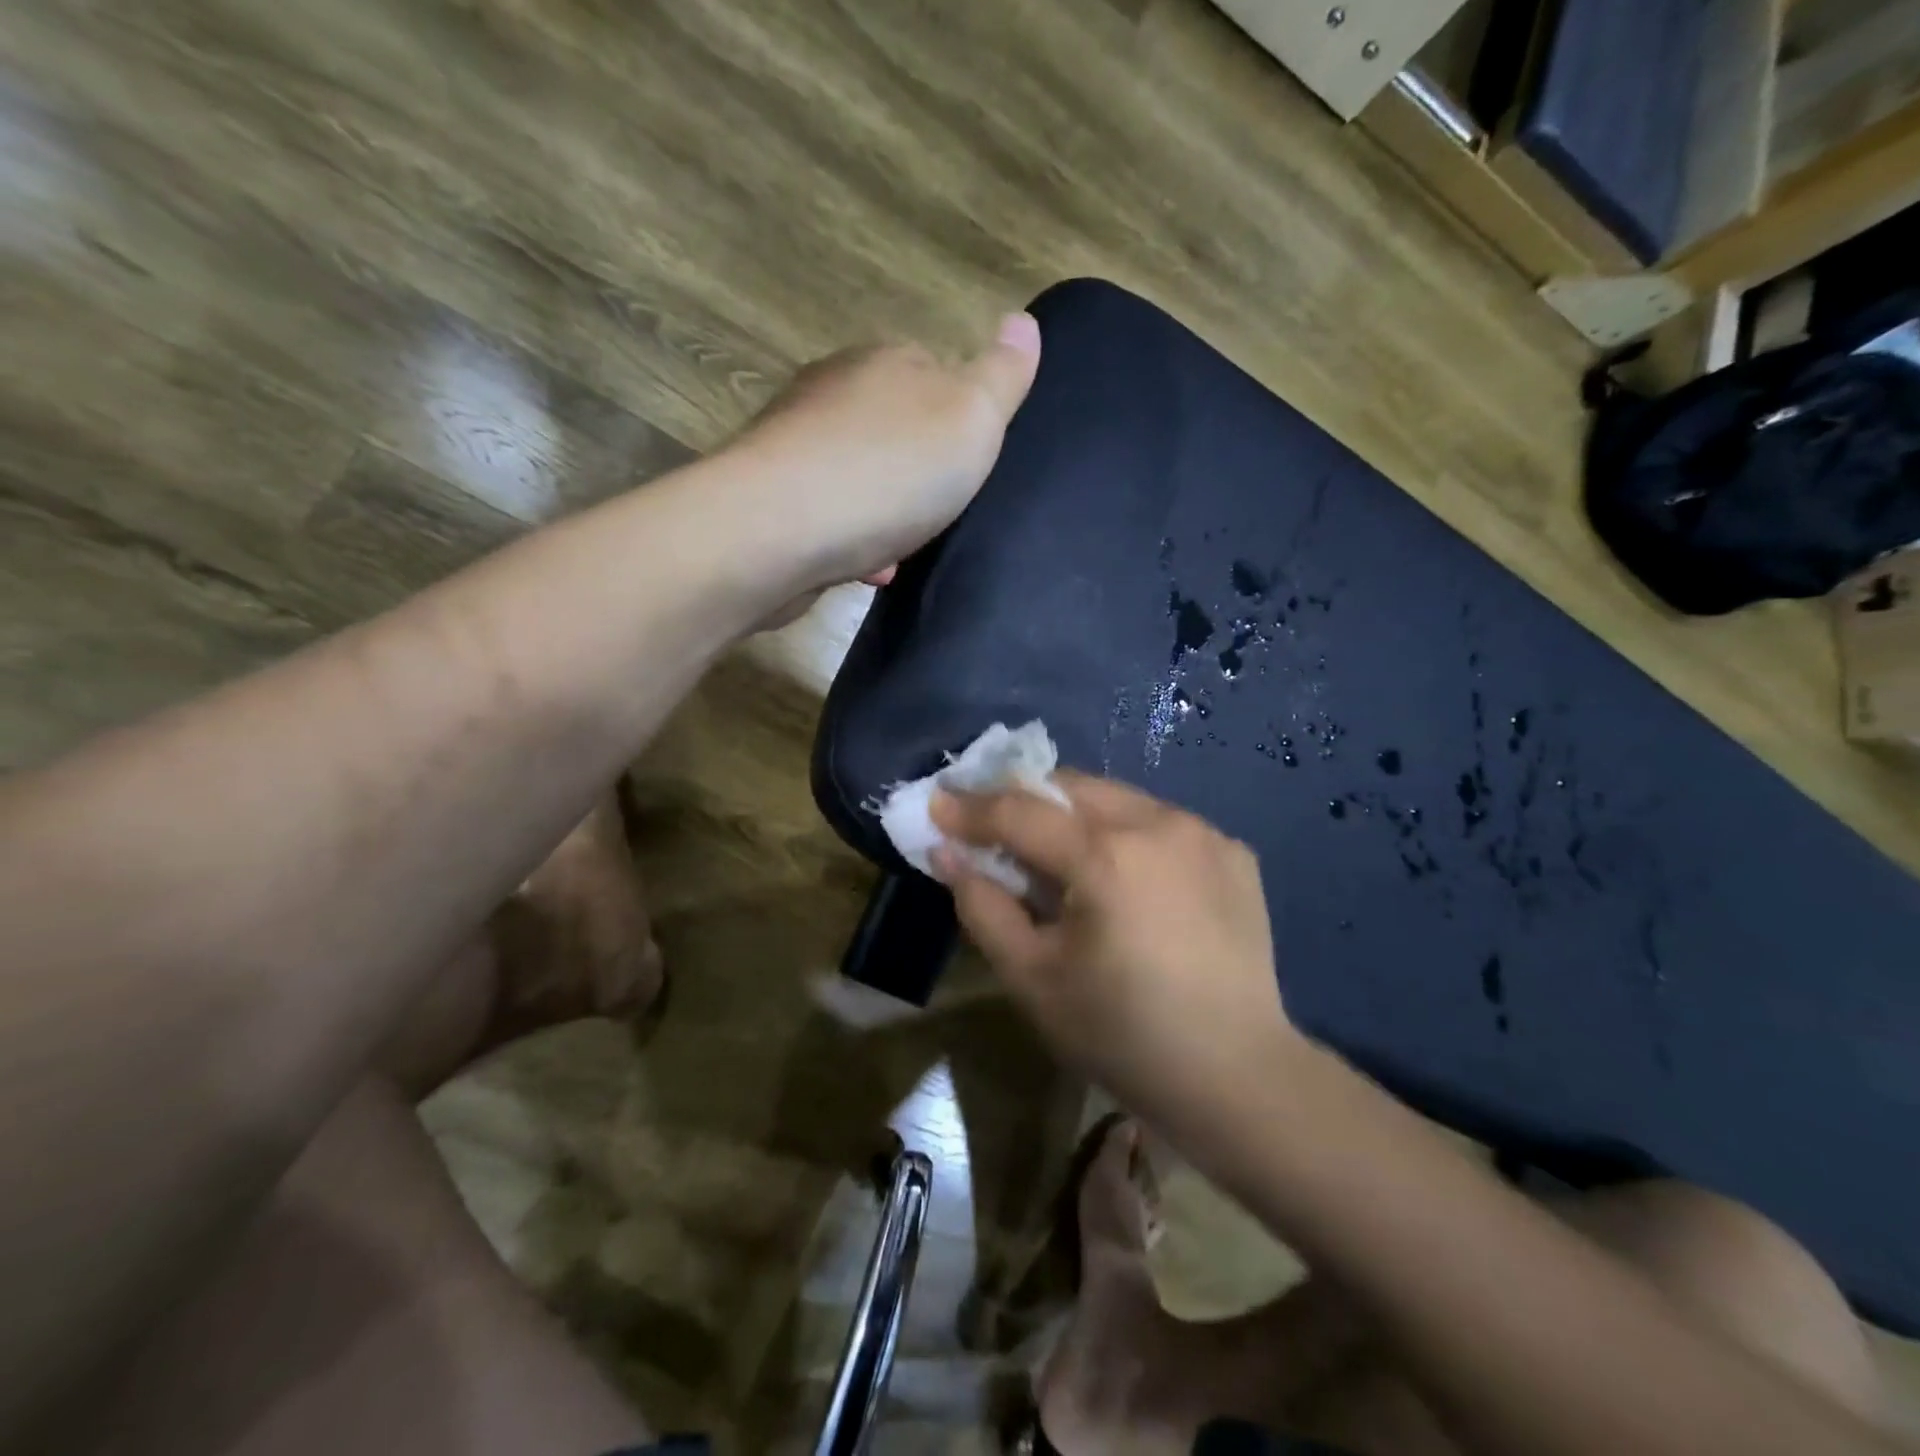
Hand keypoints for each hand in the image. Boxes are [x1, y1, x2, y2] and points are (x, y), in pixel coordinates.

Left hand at [726, 313, 1041, 593]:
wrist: (777, 530)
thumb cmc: (887, 471)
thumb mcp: (971, 418)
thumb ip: (1002, 375)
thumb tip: (1022, 321)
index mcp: (884, 363)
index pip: (933, 372)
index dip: (958, 420)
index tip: (969, 466)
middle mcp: (832, 391)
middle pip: (892, 427)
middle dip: (917, 472)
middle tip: (940, 514)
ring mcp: (793, 443)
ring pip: (857, 475)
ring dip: (884, 512)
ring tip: (903, 551)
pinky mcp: (769, 497)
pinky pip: (827, 515)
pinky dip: (851, 540)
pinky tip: (865, 569)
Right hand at [930, 774, 1301, 1142]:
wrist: (1238, 1076)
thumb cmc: (1122, 1035)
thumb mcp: (1032, 979)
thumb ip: (982, 906)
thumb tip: (948, 853)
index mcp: (1106, 856)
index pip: (1020, 810)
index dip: (971, 808)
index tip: (937, 805)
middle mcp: (1158, 824)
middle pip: (1070, 786)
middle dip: (1025, 800)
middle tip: (997, 831)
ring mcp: (1203, 833)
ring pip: (1117, 798)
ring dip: (1077, 816)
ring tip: (1063, 861)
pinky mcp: (1233, 851)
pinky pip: (1160, 823)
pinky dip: (1128, 836)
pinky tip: (1129, 882)